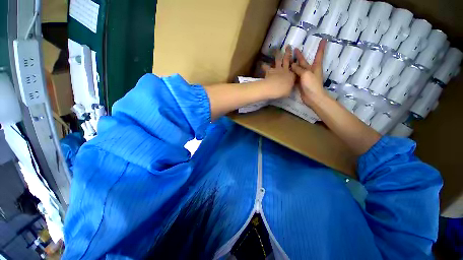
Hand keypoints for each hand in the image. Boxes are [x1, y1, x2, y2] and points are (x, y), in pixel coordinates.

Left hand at [261, 46, 296, 98]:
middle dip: (288, 53)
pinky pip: (266, 67)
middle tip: (288, 46)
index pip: (295, 68)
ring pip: (278, 60)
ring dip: (277, 54)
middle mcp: (285, 70)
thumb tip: (288, 88)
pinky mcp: (269, 71)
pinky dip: (264, 65)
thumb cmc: (284, 90)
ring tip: (276, 50)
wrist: (274, 88)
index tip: (296, 60)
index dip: (296, 63)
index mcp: (292, 75)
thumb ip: (289, 88)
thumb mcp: (289, 91)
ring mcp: (277, 69)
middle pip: (287, 60)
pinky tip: (262, 63)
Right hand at [291, 40, 327, 105]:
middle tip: (294, 49)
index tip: (324, 39)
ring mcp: (304, 77)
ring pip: (298, 68)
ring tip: (287, 60)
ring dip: (294, 64)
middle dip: (300, 55)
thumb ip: (299, 69)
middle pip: (304, 61)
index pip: (319, 54)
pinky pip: (295, 76)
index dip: (321, 47)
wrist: (312, 97)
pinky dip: (291, 73)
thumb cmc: (312, 84)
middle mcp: (310, 70)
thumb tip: (292, 65)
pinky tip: (287, 71)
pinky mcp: (300, 83)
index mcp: (315, 66)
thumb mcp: (306, 73)